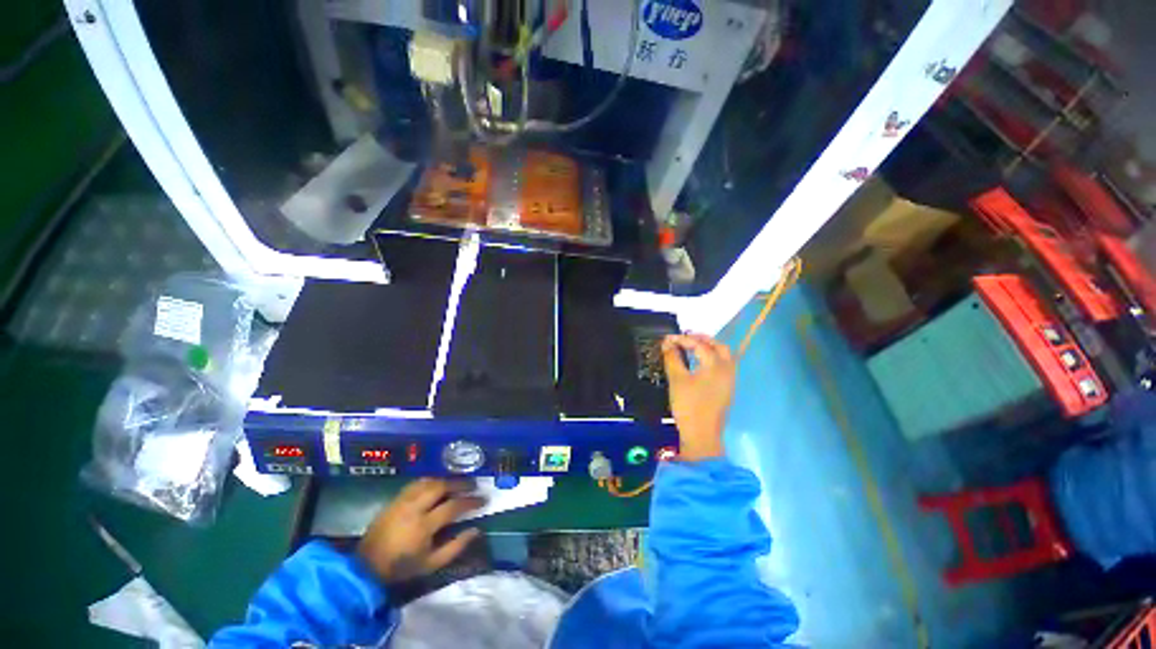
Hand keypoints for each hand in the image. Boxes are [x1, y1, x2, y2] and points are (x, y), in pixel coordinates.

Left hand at [357, 479, 483, 582]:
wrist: (366, 567)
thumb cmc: (402, 568)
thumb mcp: (431, 564)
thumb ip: (455, 547)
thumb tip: (476, 529)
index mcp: (424, 526)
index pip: (453, 506)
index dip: (471, 501)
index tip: (483, 499)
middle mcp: (414, 508)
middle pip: (441, 486)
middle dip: (460, 483)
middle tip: (473, 485)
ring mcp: (403, 501)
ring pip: (429, 481)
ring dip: (446, 480)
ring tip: (457, 483)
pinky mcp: (394, 499)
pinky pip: (416, 483)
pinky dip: (431, 480)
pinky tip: (437, 484)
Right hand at [662, 333, 736, 460]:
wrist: (701, 435)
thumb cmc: (688, 405)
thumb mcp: (677, 380)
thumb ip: (672, 358)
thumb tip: (667, 343)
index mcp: (715, 365)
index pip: (699, 345)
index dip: (682, 339)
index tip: (667, 339)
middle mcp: (727, 370)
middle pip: (719, 346)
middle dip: (702, 339)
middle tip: (685, 337)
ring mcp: (729, 380)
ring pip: (724, 356)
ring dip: (709, 348)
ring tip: (692, 347)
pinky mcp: (727, 389)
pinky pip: (723, 366)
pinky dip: (712, 358)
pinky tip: (699, 363)